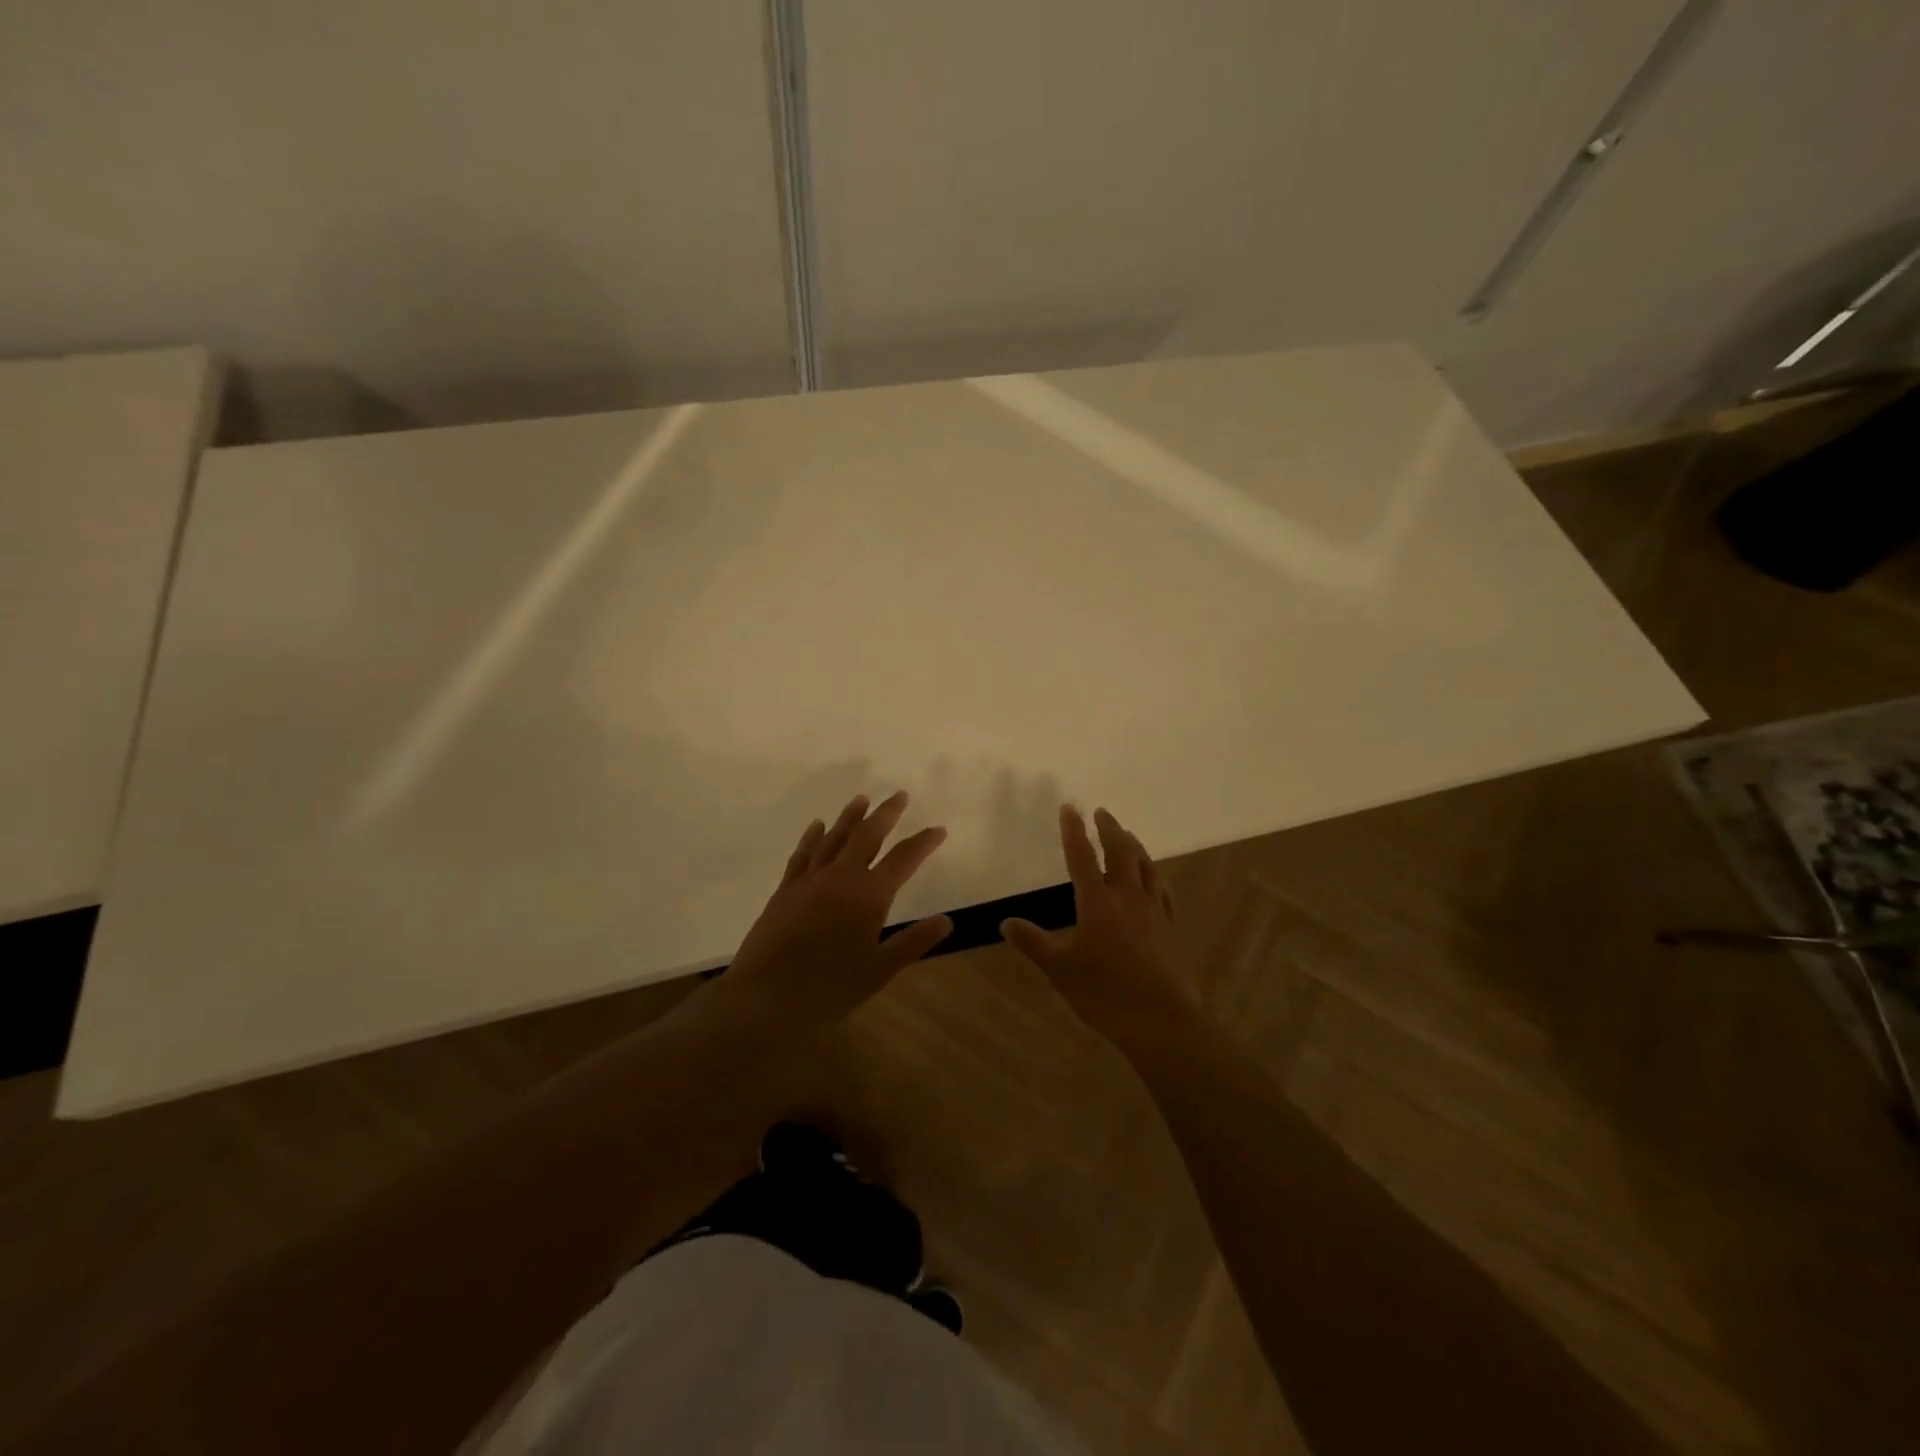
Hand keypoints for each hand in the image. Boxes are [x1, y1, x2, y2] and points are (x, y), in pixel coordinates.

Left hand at [721, 791, 952, 1026]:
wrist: (766, 997)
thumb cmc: (829, 987)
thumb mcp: (880, 970)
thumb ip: (914, 942)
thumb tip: (947, 920)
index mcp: (869, 895)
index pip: (904, 859)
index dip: (923, 842)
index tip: (939, 830)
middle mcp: (841, 877)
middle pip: (867, 835)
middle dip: (886, 814)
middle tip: (900, 796)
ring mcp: (810, 880)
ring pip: (834, 837)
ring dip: (850, 816)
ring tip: (862, 799)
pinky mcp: (785, 890)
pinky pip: (803, 853)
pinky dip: (813, 836)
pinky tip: (817, 826)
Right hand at [1002, 805, 1196, 1044]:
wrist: (1161, 1020)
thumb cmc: (1105, 993)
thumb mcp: (1061, 969)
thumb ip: (1034, 943)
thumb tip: (1006, 922)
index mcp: (1097, 902)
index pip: (1081, 856)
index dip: (1073, 830)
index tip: (1069, 808)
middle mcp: (1127, 897)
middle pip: (1120, 852)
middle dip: (1109, 829)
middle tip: (1102, 812)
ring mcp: (1153, 910)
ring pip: (1145, 866)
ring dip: (1134, 845)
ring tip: (1127, 835)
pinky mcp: (1170, 927)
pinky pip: (1162, 889)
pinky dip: (1154, 874)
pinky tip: (1153, 877)